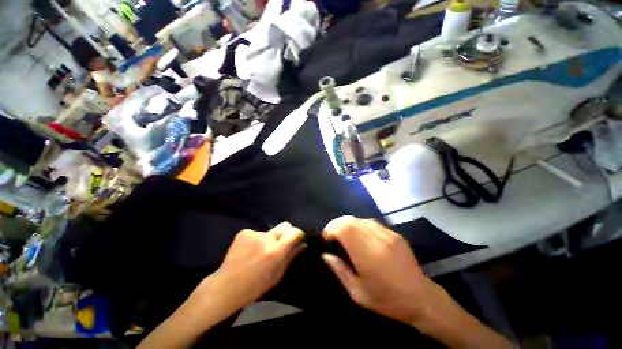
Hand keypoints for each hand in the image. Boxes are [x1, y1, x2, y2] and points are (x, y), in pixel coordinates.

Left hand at [205, 222, 304, 313]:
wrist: (226, 287)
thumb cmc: (255, 286)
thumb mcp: (277, 275)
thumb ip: (291, 257)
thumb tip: (303, 244)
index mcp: (275, 251)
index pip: (294, 232)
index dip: (299, 234)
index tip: (298, 239)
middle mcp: (266, 238)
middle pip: (285, 225)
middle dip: (287, 232)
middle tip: (282, 243)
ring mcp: (253, 234)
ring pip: (270, 231)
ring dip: (270, 238)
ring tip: (261, 251)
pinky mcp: (244, 232)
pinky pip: (257, 233)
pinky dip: (257, 240)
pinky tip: (249, 251)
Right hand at [321, 216, 438, 324]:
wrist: (421, 299)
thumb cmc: (387, 301)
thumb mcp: (358, 293)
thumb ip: (340, 271)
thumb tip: (325, 255)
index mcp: (368, 256)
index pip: (344, 230)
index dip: (331, 229)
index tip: (326, 238)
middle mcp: (377, 240)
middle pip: (350, 221)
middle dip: (336, 224)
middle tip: (331, 235)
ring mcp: (388, 234)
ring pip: (360, 219)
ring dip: (347, 224)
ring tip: (343, 234)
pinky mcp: (394, 233)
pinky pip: (371, 222)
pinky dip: (359, 225)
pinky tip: (359, 235)